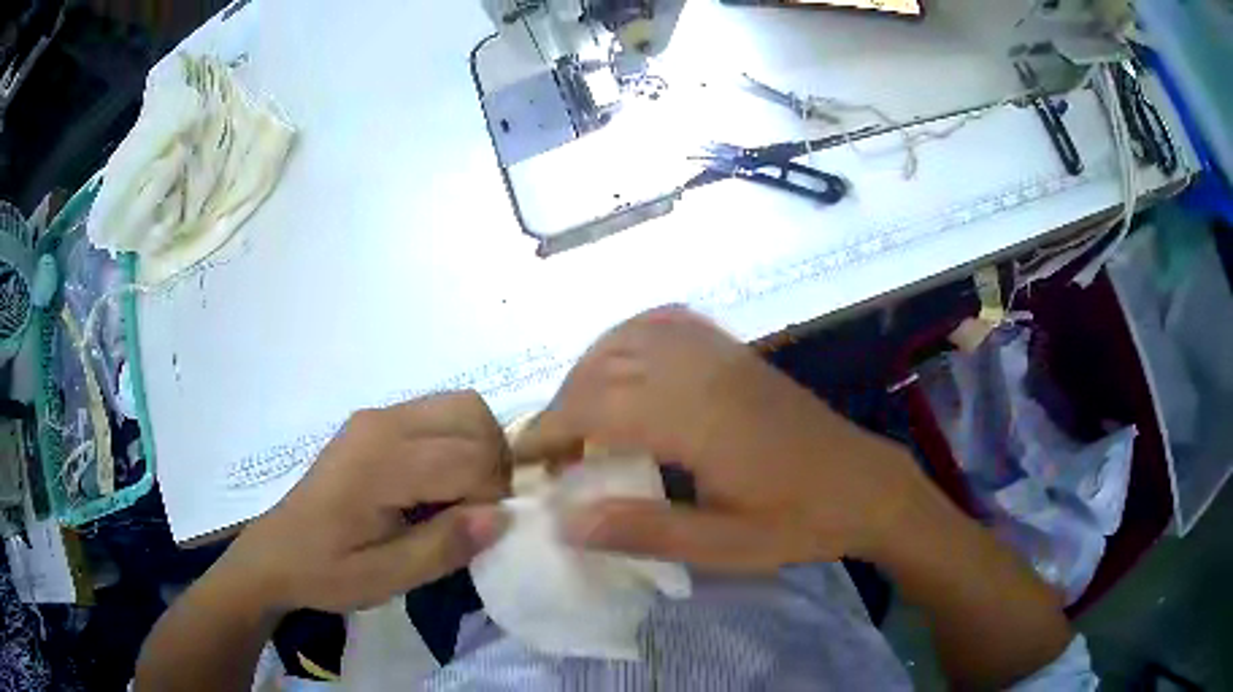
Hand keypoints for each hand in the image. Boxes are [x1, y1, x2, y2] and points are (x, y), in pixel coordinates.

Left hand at [215, 391, 510, 614]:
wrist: (276, 552)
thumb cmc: (327, 571)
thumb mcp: (386, 577)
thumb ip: (444, 546)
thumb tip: (502, 516)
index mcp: (381, 461)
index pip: (471, 456)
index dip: (492, 496)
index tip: (477, 533)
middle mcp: (383, 423)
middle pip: (473, 414)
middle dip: (494, 463)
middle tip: (477, 512)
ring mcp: (378, 416)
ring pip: (461, 406)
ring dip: (480, 448)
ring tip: (463, 497)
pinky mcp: (376, 421)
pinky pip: (438, 414)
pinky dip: (458, 442)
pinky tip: (438, 485)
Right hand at [516, 307, 923, 571]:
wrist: (864, 485)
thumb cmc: (798, 522)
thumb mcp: (722, 546)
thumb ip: (643, 530)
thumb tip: (564, 521)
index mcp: (699, 420)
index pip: (597, 408)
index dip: (550, 430)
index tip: (524, 461)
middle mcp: (703, 372)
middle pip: (605, 369)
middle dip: (563, 407)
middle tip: (552, 456)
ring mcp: (721, 354)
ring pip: (629, 338)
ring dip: (589, 372)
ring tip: (580, 419)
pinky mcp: (735, 353)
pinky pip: (666, 323)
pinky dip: (628, 339)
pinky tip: (625, 368)